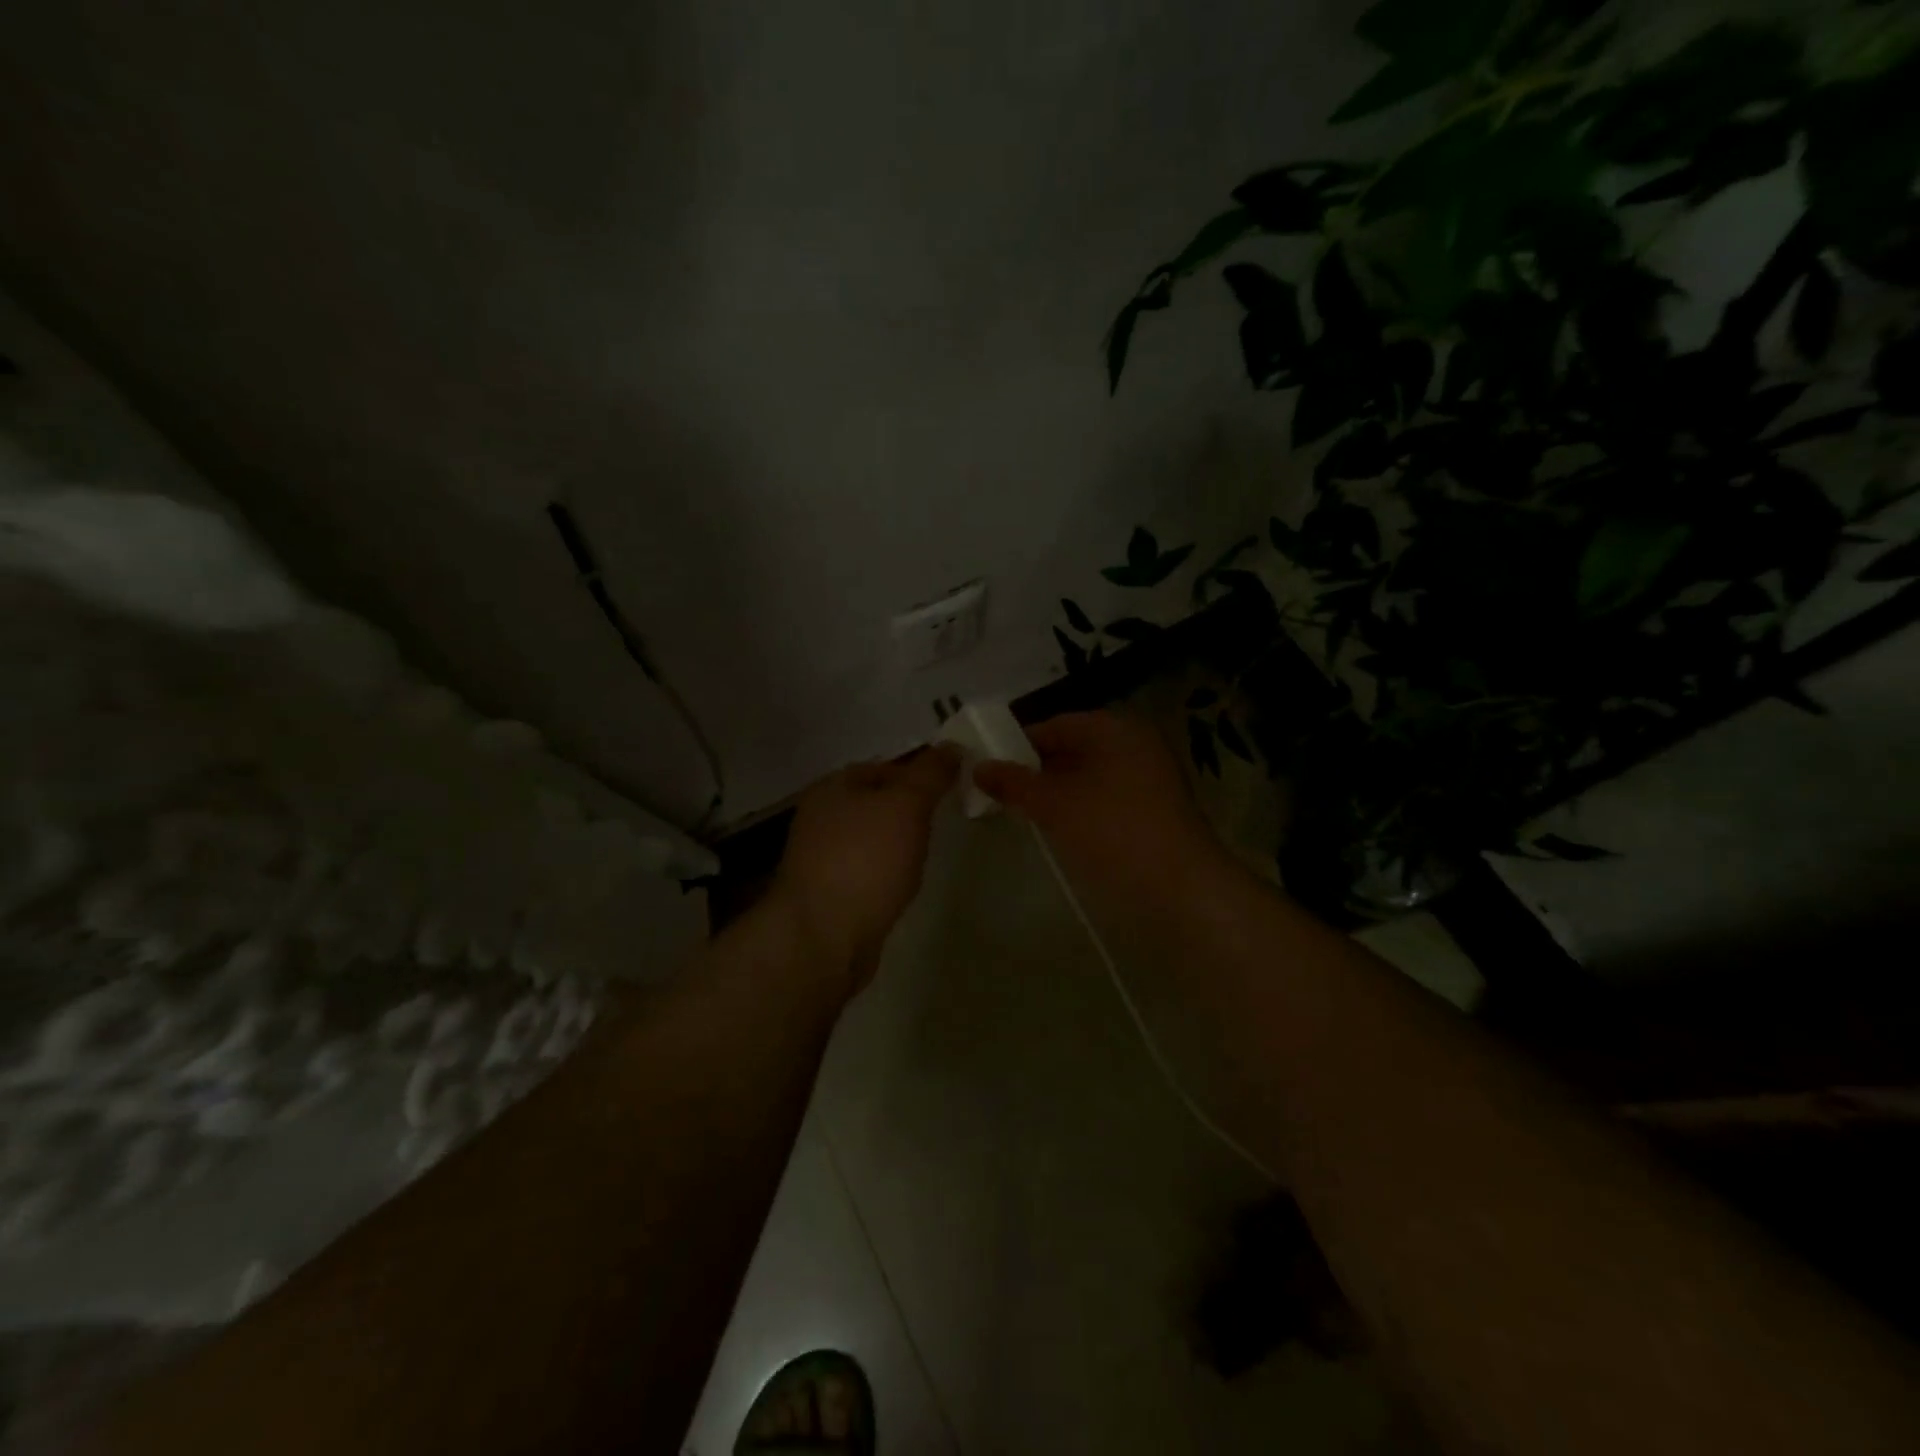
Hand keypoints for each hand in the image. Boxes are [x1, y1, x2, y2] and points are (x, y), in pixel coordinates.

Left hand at [768, 746, 960, 995]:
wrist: (823, 938)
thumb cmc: (866, 860)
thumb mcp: (906, 805)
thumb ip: (931, 773)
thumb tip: (952, 745)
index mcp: (834, 786)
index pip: (886, 765)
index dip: (922, 771)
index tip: (955, 786)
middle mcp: (821, 816)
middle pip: (877, 801)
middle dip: (911, 808)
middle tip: (947, 819)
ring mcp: (820, 857)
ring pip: (872, 837)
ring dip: (899, 841)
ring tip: (930, 851)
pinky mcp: (829, 894)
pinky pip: (867, 870)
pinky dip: (887, 871)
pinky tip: (903, 883)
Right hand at [974, 711, 1224, 905]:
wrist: (1180, 886)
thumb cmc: (1111, 830)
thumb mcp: (1053, 804)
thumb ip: (1014, 783)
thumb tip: (979, 767)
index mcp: (1114, 728)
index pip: (1054, 725)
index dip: (1018, 745)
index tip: (988, 769)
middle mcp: (1135, 744)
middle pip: (1073, 750)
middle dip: (1037, 771)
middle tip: (1001, 794)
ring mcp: (1150, 777)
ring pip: (1089, 777)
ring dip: (1058, 793)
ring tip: (1024, 815)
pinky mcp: (1155, 810)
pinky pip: (1107, 798)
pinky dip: (1081, 808)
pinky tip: (1060, 830)